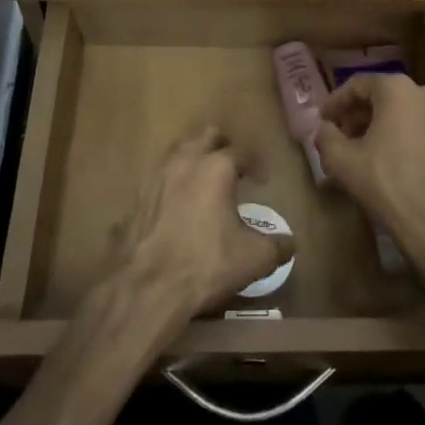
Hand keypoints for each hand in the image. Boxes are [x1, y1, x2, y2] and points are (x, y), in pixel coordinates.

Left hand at [114, 129, 293, 323]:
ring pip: (178, 152)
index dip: (255, 164)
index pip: (241, 151)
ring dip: (193, 160)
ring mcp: (155, 177)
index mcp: (216, 168)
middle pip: (206, 136)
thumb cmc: (206, 265)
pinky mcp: (136, 197)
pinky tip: (177, 207)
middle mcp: (185, 162)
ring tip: (204, 183)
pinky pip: (158, 179)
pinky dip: (171, 184)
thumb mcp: (253, 259)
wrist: (146, 287)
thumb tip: (289, 243)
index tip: (262, 181)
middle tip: (233, 169)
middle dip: (222, 147)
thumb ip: (276, 246)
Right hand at [317, 74, 424, 278]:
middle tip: (342, 137)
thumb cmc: (388, 187)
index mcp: (397, 89)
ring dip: (383, 126)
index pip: (358, 85)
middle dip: (360, 115)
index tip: (323, 120)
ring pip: (406, 112)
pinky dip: (407, 137)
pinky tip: (395, 161)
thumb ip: (326, 137)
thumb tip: (325, 129)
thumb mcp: (341, 162)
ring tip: (367, 151)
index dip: (336, 102)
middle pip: (384, 96)